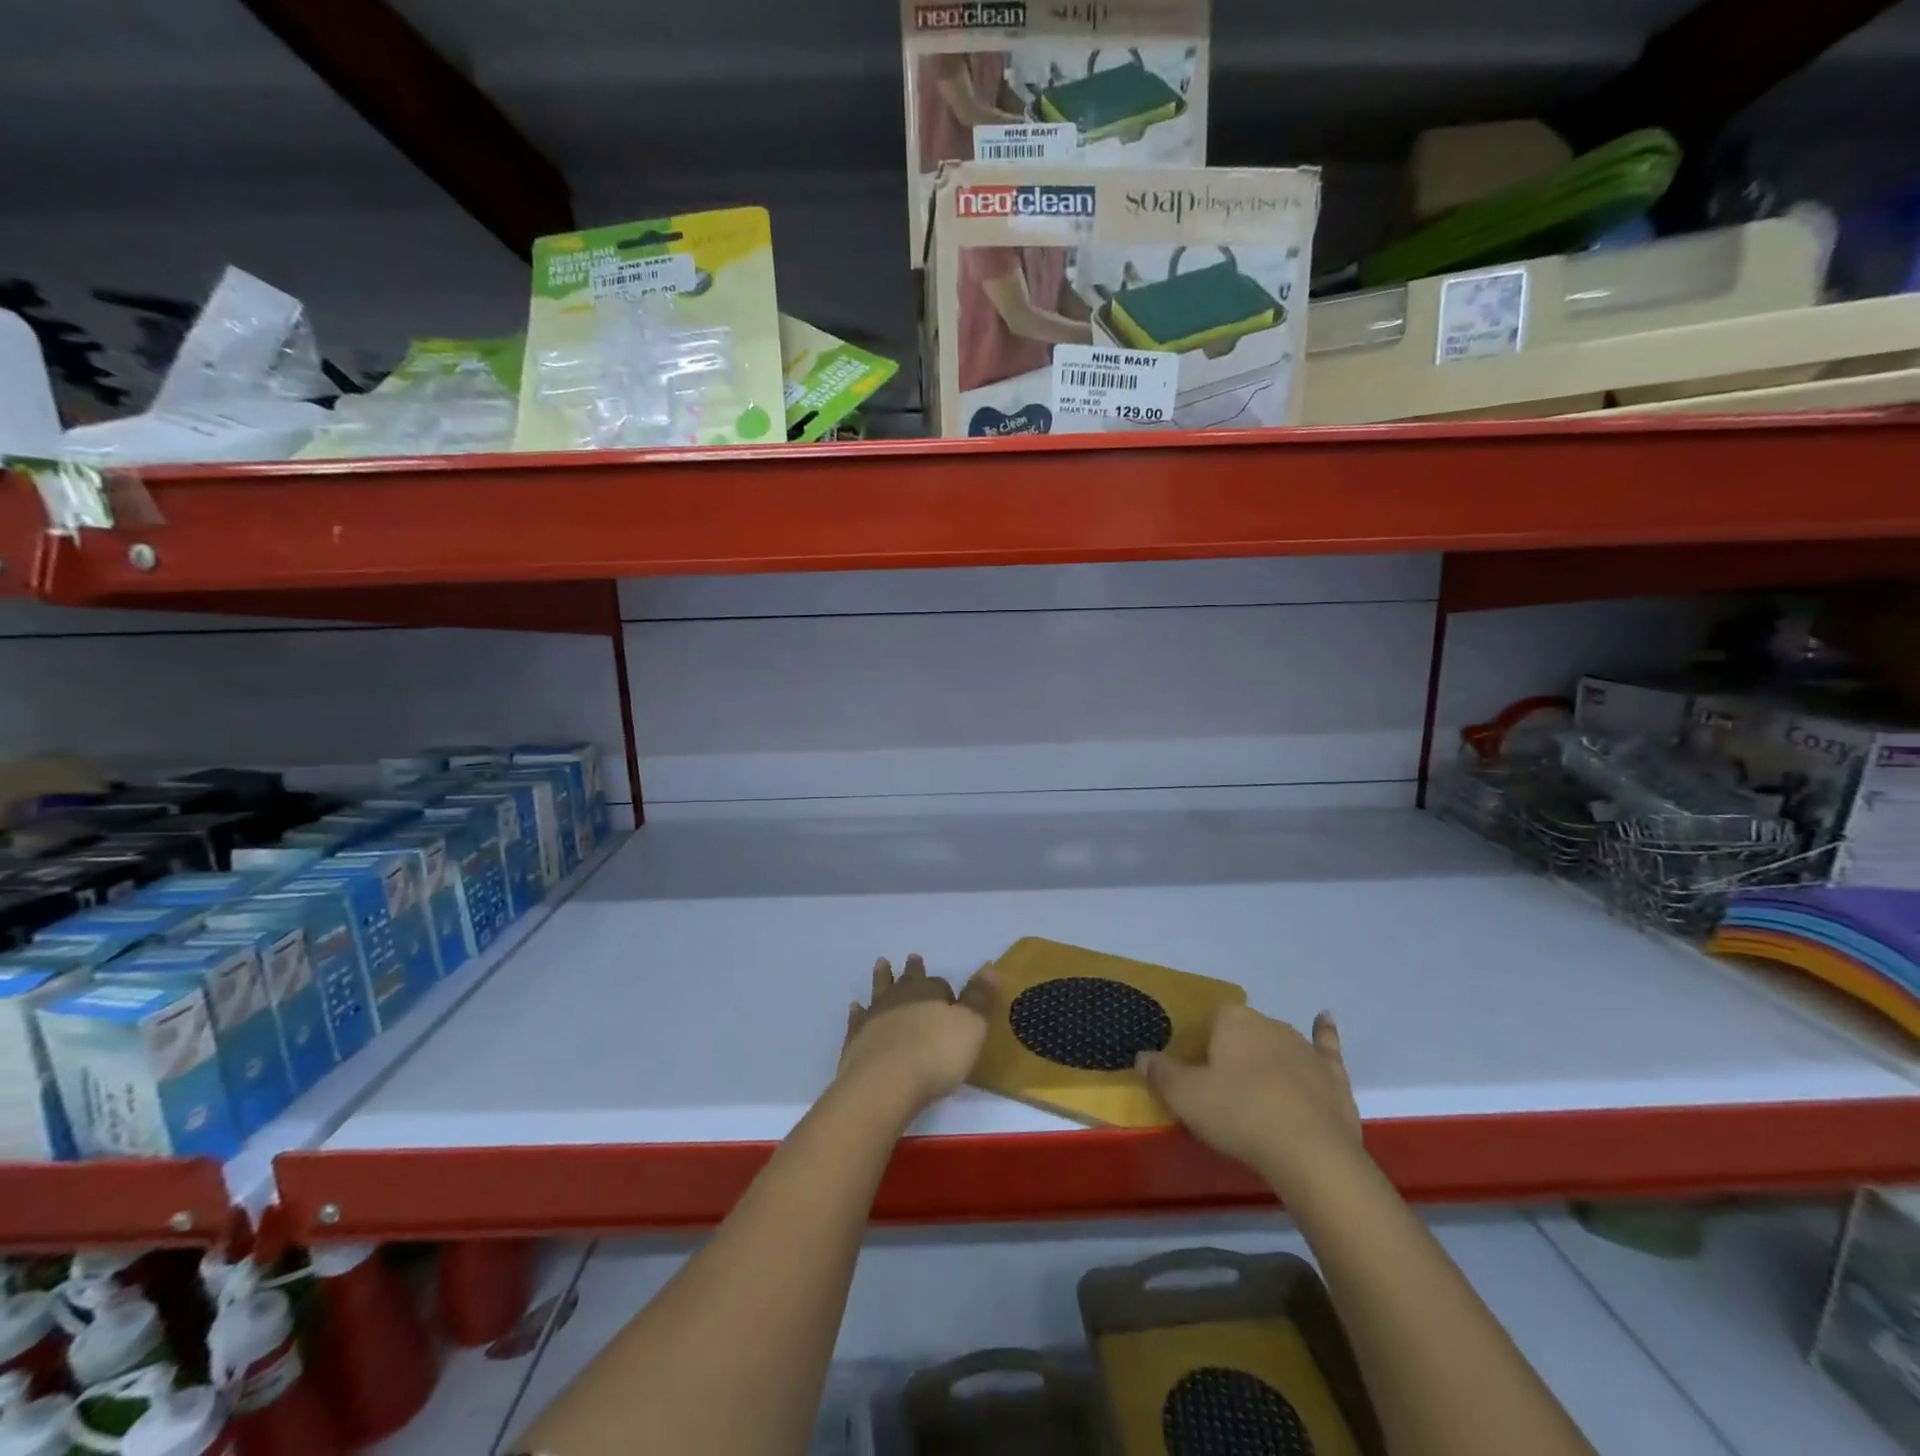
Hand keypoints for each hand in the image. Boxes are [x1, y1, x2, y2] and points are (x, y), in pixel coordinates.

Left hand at [838, 955, 994, 1113]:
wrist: (885, 1083)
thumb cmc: (936, 1055)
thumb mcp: (971, 1026)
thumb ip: (980, 998)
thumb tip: (989, 966)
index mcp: (929, 992)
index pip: (940, 984)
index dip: (946, 991)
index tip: (950, 997)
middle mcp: (900, 997)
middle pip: (908, 979)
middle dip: (912, 970)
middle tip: (912, 958)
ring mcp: (875, 1015)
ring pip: (880, 989)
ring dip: (882, 977)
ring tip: (882, 964)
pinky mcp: (856, 1038)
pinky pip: (857, 1017)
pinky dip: (858, 1011)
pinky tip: (856, 1007)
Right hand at [1138, 1007, 1362, 1191]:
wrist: (1310, 1152)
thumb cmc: (1239, 1115)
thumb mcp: (1186, 1097)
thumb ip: (1161, 1074)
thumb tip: (1142, 1056)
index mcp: (1232, 1020)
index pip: (1210, 1022)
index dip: (1202, 1048)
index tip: (1198, 1077)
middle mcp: (1268, 1023)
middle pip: (1244, 1032)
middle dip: (1234, 1053)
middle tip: (1224, 1089)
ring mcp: (1304, 1047)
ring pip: (1278, 1043)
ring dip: (1269, 1057)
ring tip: (1259, 1087)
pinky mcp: (1332, 1073)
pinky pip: (1325, 1045)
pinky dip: (1324, 1033)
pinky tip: (1325, 1019)